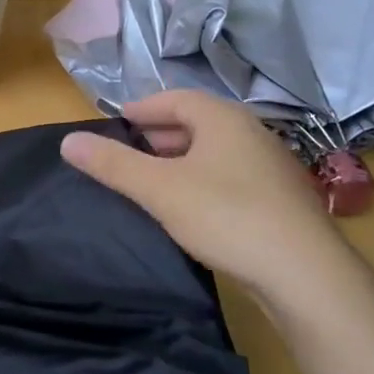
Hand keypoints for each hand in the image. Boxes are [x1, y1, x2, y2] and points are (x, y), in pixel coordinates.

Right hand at [61, 91, 351, 299]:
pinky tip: (191, 210)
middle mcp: (250, 132)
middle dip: (158, 136)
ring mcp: (270, 165)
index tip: (114, 125)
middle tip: (127, 155)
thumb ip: (112, 164)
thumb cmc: (226, 216)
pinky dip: (203, 182)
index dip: (141, 109)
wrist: (306, 274)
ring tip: (153, 183)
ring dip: (181, 161)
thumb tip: (67, 141)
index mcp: (223, 117)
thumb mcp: (159, 189)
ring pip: (214, 152)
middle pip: (195, 122)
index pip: (173, 99)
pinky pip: (231, 176)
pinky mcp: (281, 199)